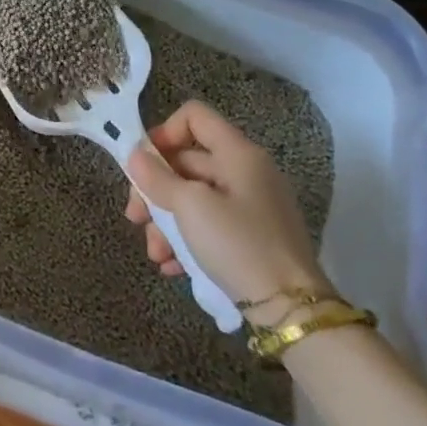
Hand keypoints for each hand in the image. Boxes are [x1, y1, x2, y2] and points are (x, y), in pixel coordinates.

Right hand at [124, 100, 330, 311]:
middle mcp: (246, 172)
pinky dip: (187, 239)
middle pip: (187, 162)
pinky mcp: (251, 236)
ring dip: (166, 222)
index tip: (143, 164)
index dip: (163, 133)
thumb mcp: (190, 208)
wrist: (290, 309)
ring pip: (193, 198)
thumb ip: (158, 178)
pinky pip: (209, 224)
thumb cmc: (238, 244)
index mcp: (238, 154)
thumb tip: (135, 156)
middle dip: (155, 190)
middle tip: (135, 218)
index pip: (194, 116)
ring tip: (155, 254)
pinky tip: (172, 266)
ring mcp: (250, 205)